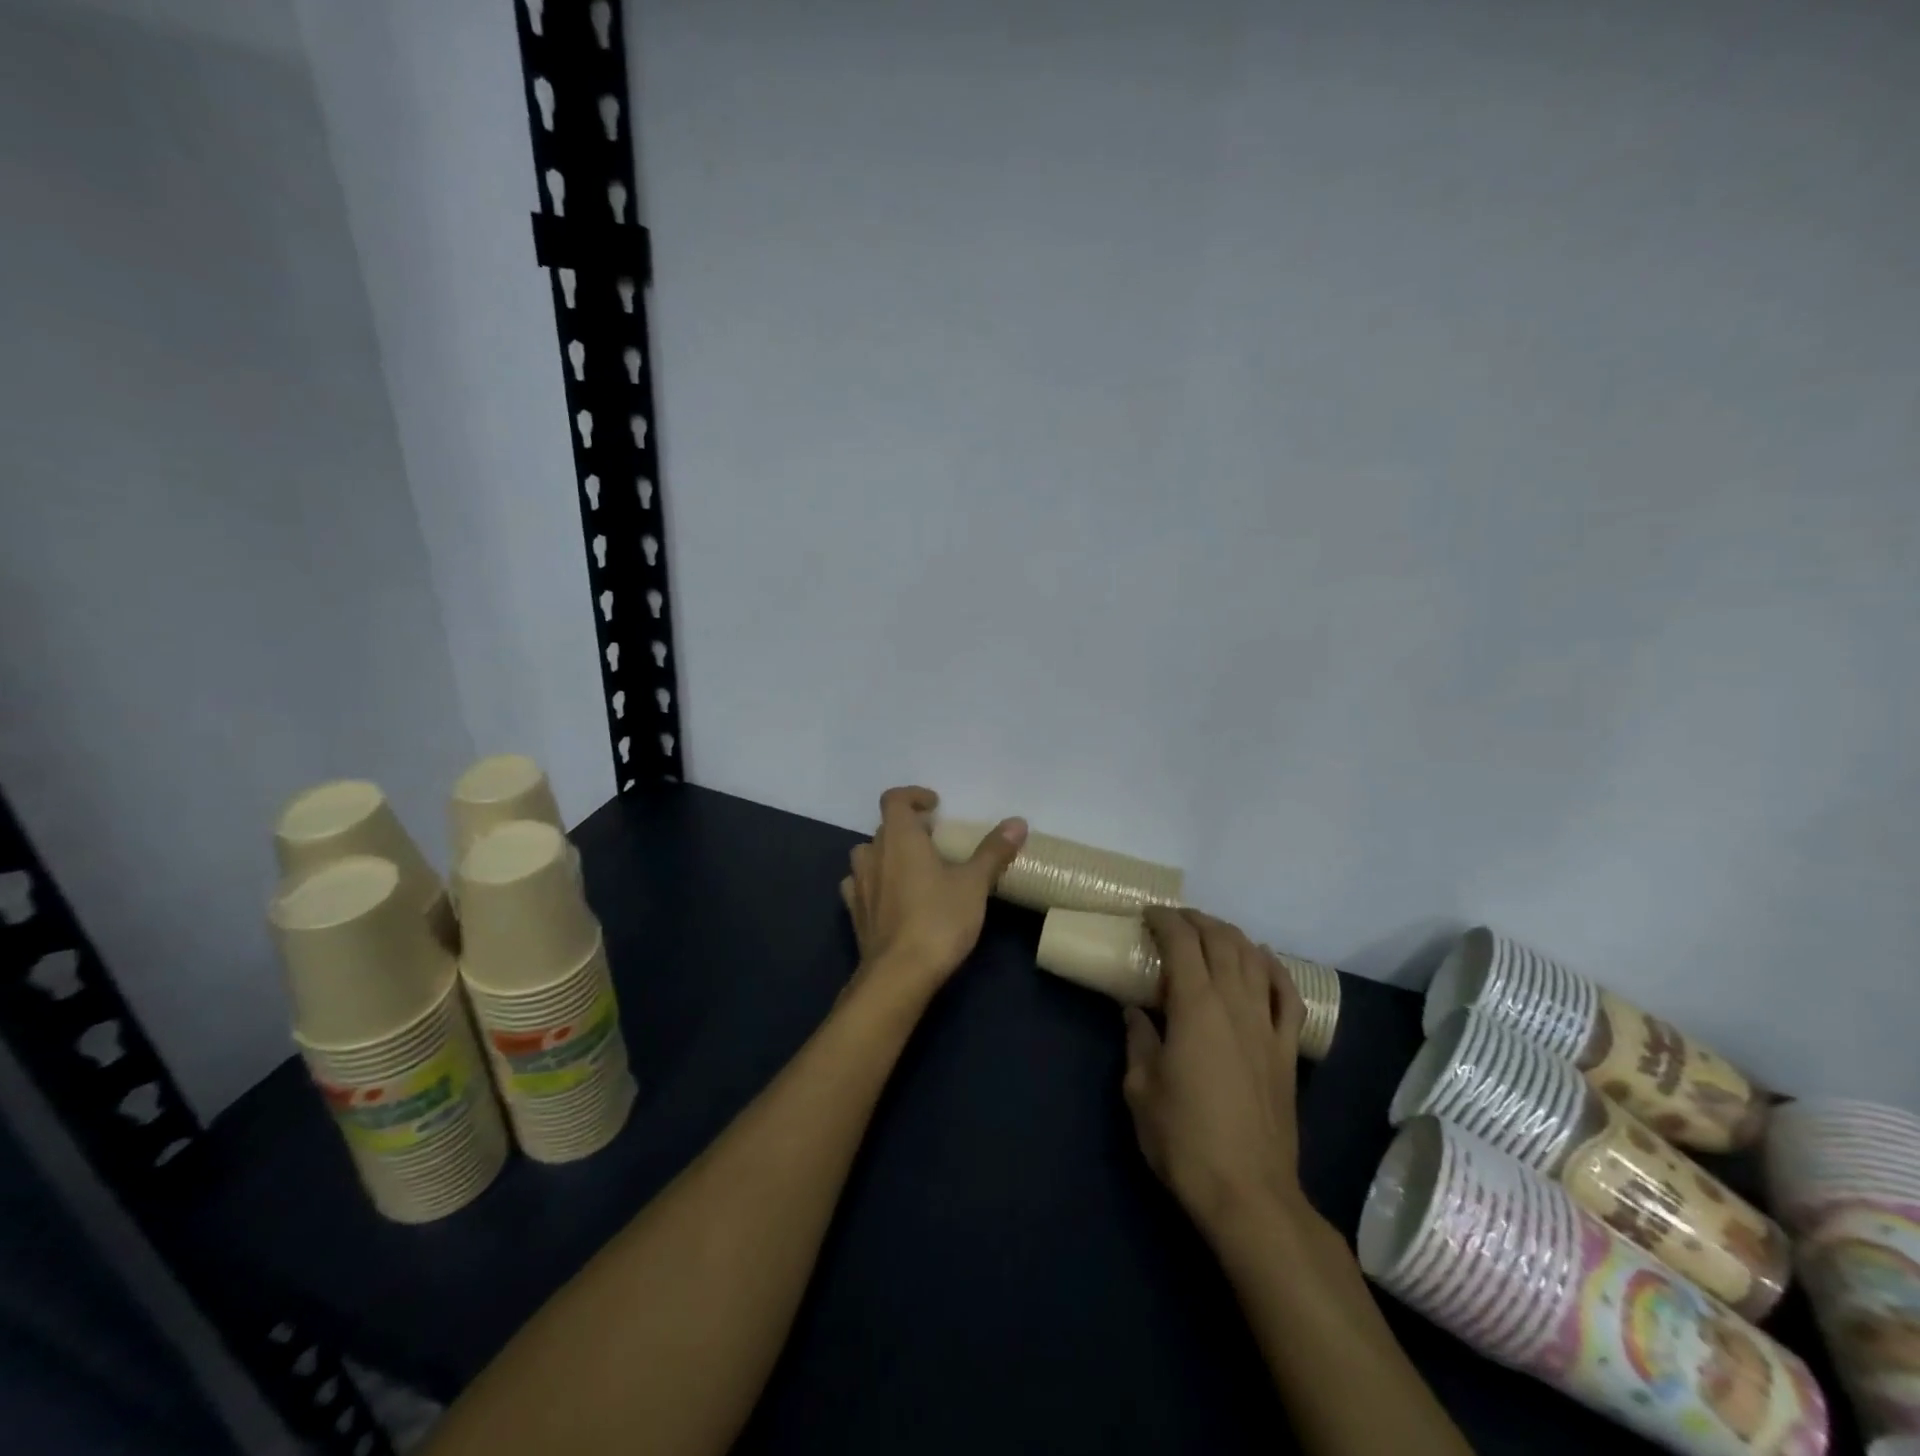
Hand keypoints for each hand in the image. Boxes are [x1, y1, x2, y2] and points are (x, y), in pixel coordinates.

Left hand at [840, 786, 1026, 1006]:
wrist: (898, 975)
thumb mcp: (974, 884)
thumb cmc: (938, 920)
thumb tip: (1017, 822)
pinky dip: (874, 882)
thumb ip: (993, 851)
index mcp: (900, 838)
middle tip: (936, 841)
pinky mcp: (855, 913)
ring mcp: (859, 885)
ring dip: (887, 854)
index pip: (894, 799)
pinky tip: (891, 896)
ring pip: (867, 855)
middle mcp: (874, 854)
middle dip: (908, 828)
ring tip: (913, 867)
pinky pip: (859, 885)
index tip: (935, 805)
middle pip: (885, 828)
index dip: (913, 796)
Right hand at [1122, 908, 1314, 1245]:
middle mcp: (1235, 1004)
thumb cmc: (1184, 1139)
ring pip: (1254, 960)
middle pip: (1221, 942)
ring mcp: (1266, 1026)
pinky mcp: (1286, 1051)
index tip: (1147, 915)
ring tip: (1211, 932)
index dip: (1164, 921)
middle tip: (1173, 920)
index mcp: (1195, 1007)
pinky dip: (1275, 969)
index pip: (1182, 943)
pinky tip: (1264, 960)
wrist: (1248, 1193)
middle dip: (1196, 921)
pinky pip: (1287, 996)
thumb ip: (1138, 1041)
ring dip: (1231, 936)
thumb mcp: (1141, 1089)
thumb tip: (1135, 1012)